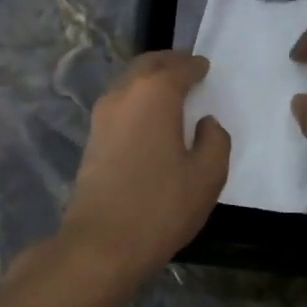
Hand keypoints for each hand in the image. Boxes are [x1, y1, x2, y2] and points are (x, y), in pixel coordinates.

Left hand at [59, 51, 229, 279]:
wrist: (102, 243)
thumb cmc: (162, 206)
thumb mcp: (208, 175)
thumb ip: (215, 140)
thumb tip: (205, 123)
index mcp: (154, 94)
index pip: (179, 67)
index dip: (195, 66)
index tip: (206, 68)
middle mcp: (123, 95)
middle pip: (147, 66)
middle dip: (168, 63)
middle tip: (187, 69)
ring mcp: (101, 118)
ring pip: (128, 84)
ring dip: (149, 81)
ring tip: (171, 94)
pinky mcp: (92, 141)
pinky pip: (119, 106)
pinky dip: (137, 102)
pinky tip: (151, 121)